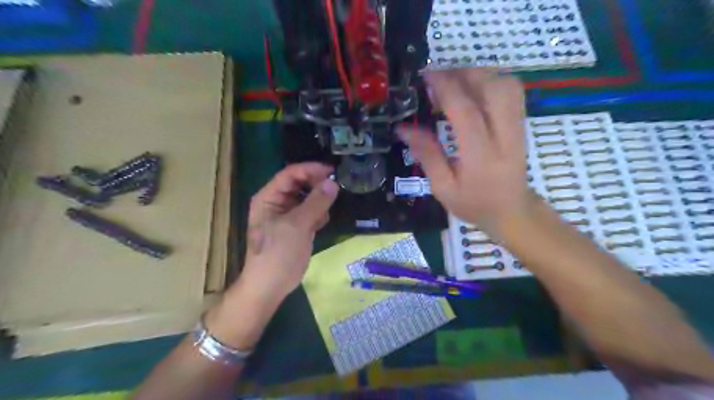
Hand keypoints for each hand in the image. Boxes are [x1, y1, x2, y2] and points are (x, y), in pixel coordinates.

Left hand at [240, 163, 338, 300]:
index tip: (332, 171)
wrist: (270, 285)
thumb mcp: (297, 225)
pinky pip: (310, 212)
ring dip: (319, 201)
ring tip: (326, 211)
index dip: (311, 169)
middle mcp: (276, 202)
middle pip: (299, 184)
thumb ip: (316, 202)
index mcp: (268, 197)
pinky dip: (318, 214)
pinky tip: (321, 223)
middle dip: (317, 185)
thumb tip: (333, 183)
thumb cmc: (278, 253)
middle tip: (335, 189)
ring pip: (307, 198)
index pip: (290, 174)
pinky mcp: (296, 227)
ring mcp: (286, 215)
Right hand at [399, 69, 532, 233]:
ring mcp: (518, 128)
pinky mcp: (522, 124)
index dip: (445, 87)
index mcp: (480, 156)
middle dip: (463, 73)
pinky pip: (513, 91)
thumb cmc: (474, 204)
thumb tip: (403, 128)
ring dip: (479, 75)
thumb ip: (427, 155)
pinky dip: (492, 80)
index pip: (465, 110)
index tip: (425, 75)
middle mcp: (504, 136)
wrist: (512, 211)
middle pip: (492, 88)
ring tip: (454, 81)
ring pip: (506, 85)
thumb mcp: (443, 187)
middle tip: (438, 77)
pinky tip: (474, 89)